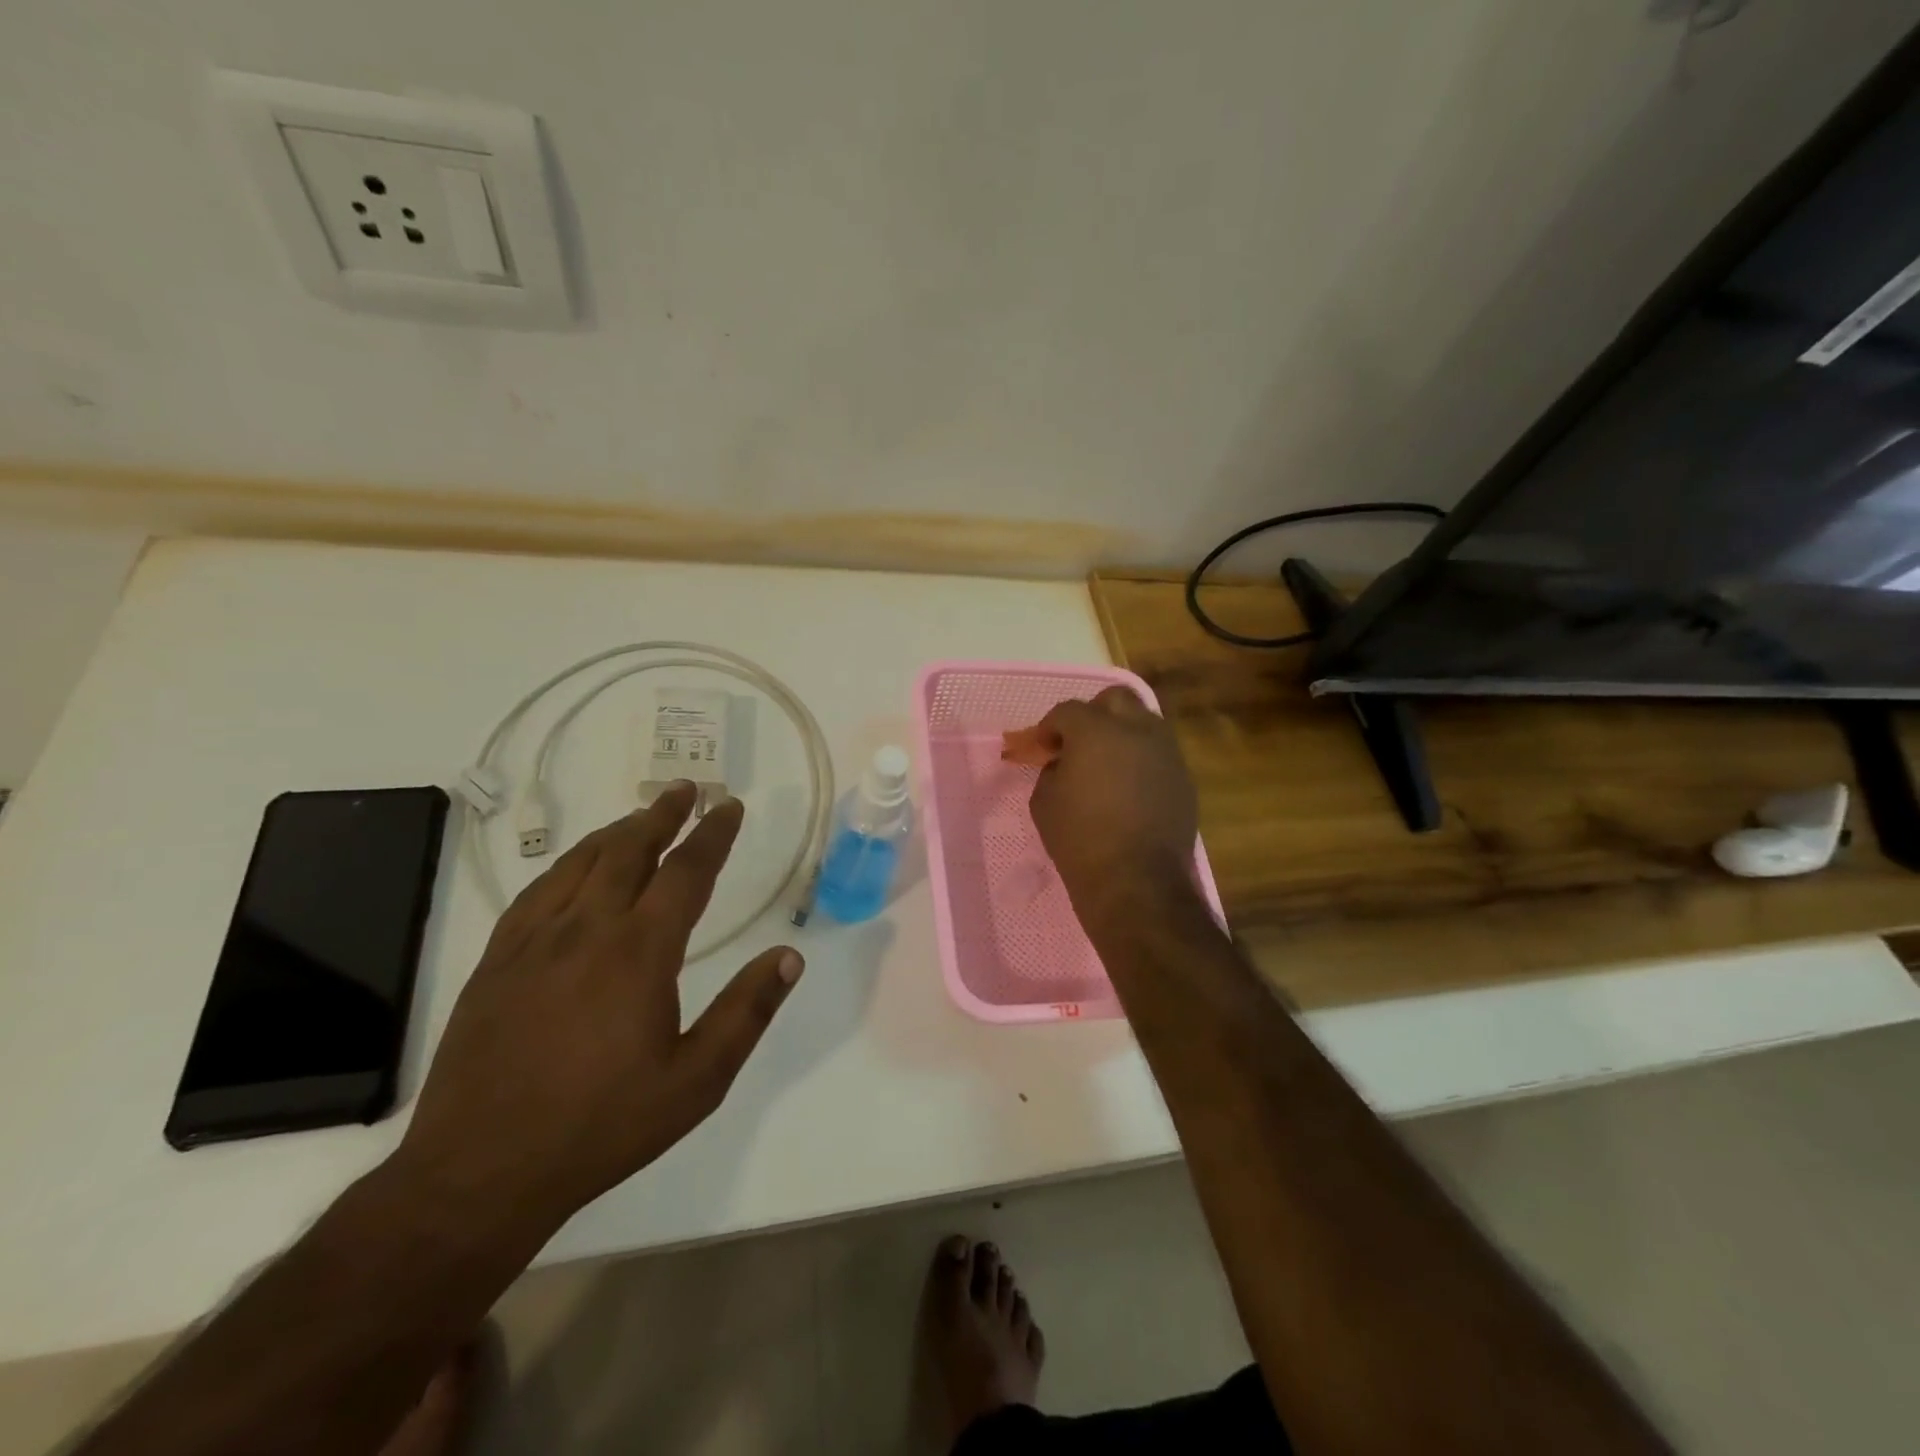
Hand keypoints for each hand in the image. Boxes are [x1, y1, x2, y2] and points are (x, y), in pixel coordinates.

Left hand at [395, 783, 802, 1232]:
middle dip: (663, 814)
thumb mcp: (696, 1081)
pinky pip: (537, 892)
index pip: (686, 872)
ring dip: (617, 832)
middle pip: (629, 850)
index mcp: (639, 952)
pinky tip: (575, 868)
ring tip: (640, 816)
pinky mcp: (497, 962)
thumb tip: (790, 956)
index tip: (730, 806)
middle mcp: (586, 930)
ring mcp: (534, 942)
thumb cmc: (602, 1126)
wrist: (479, 1173)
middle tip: (686, 789)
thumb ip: (746, 1012)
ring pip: (581, 863)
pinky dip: (567, 865)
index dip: (712, 834)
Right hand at [1028, 686, 1200, 922]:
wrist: (1137, 882)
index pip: (1067, 710)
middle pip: (1116, 700)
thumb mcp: (1044, 802)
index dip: (1049, 726)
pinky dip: (1141, 761)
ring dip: (1122, 734)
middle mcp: (1137, 730)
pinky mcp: (1184, 779)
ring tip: (1106, 764)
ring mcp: (1167, 753)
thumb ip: (1051, 771)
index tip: (1041, 747)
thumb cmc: (1080, 839)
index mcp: (1096, 730)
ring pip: (1144, 723)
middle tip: (1078, 743)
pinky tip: (1129, 789)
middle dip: (1093, 714)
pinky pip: (1159, 755)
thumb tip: (1064, 763)